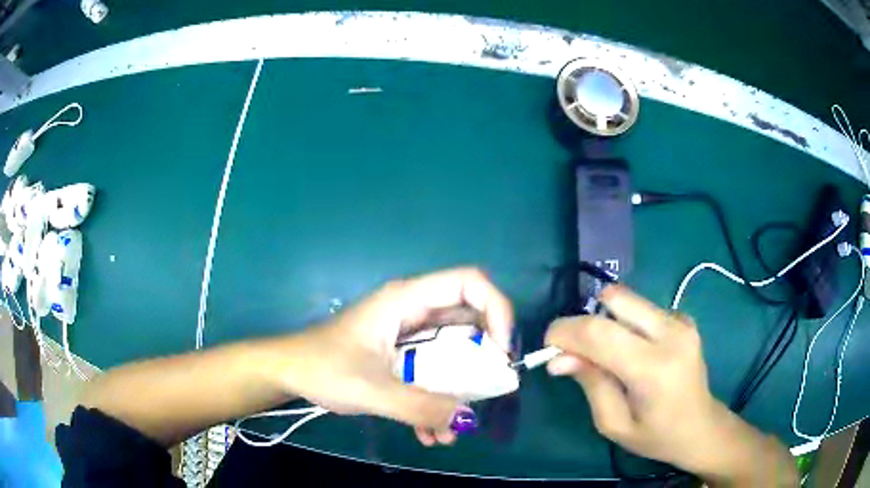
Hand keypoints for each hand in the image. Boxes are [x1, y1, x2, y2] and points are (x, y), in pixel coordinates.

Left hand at [275, 267, 512, 446]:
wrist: (288, 372)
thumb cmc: (322, 367)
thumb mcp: (372, 389)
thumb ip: (420, 407)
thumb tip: (469, 420)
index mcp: (406, 300)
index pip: (470, 282)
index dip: (496, 309)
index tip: (500, 351)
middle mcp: (413, 311)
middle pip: (469, 321)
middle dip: (482, 360)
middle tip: (486, 393)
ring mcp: (408, 334)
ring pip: (453, 353)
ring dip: (459, 391)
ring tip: (450, 430)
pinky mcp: (401, 355)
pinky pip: (434, 372)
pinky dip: (437, 400)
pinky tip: (428, 433)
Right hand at [544, 285, 732, 473]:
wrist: (701, 426)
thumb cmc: (656, 435)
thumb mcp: (614, 423)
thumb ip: (590, 384)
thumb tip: (559, 358)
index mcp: (653, 368)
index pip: (599, 333)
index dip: (565, 332)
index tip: (548, 346)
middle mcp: (671, 333)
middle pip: (615, 299)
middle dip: (585, 320)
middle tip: (576, 350)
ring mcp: (681, 321)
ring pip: (627, 300)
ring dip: (606, 321)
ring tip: (607, 355)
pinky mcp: (684, 317)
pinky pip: (642, 308)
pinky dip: (626, 324)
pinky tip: (634, 351)